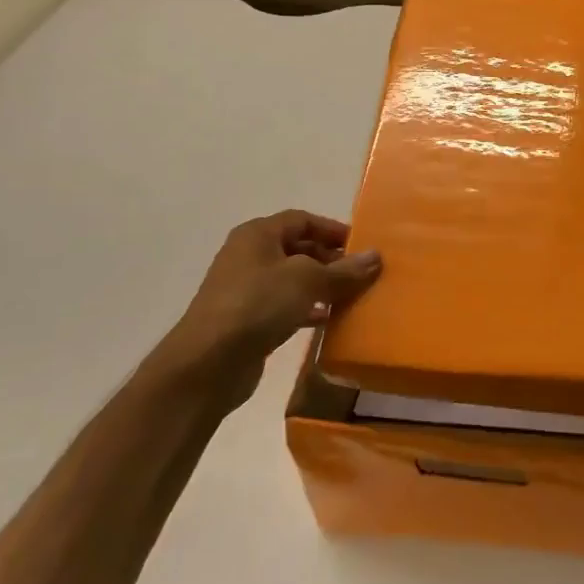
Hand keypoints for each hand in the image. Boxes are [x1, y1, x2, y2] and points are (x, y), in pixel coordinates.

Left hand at [163, 210, 380, 408]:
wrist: (208, 363)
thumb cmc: (258, 304)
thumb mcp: (307, 280)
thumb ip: (343, 270)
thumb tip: (375, 257)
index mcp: (258, 235)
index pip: (302, 220)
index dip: (333, 229)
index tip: (362, 245)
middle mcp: (249, 256)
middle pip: (298, 248)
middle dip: (330, 258)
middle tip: (361, 273)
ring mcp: (246, 290)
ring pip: (293, 279)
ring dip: (322, 286)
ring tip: (352, 295)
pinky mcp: (248, 321)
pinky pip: (285, 306)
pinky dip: (308, 309)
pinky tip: (329, 319)